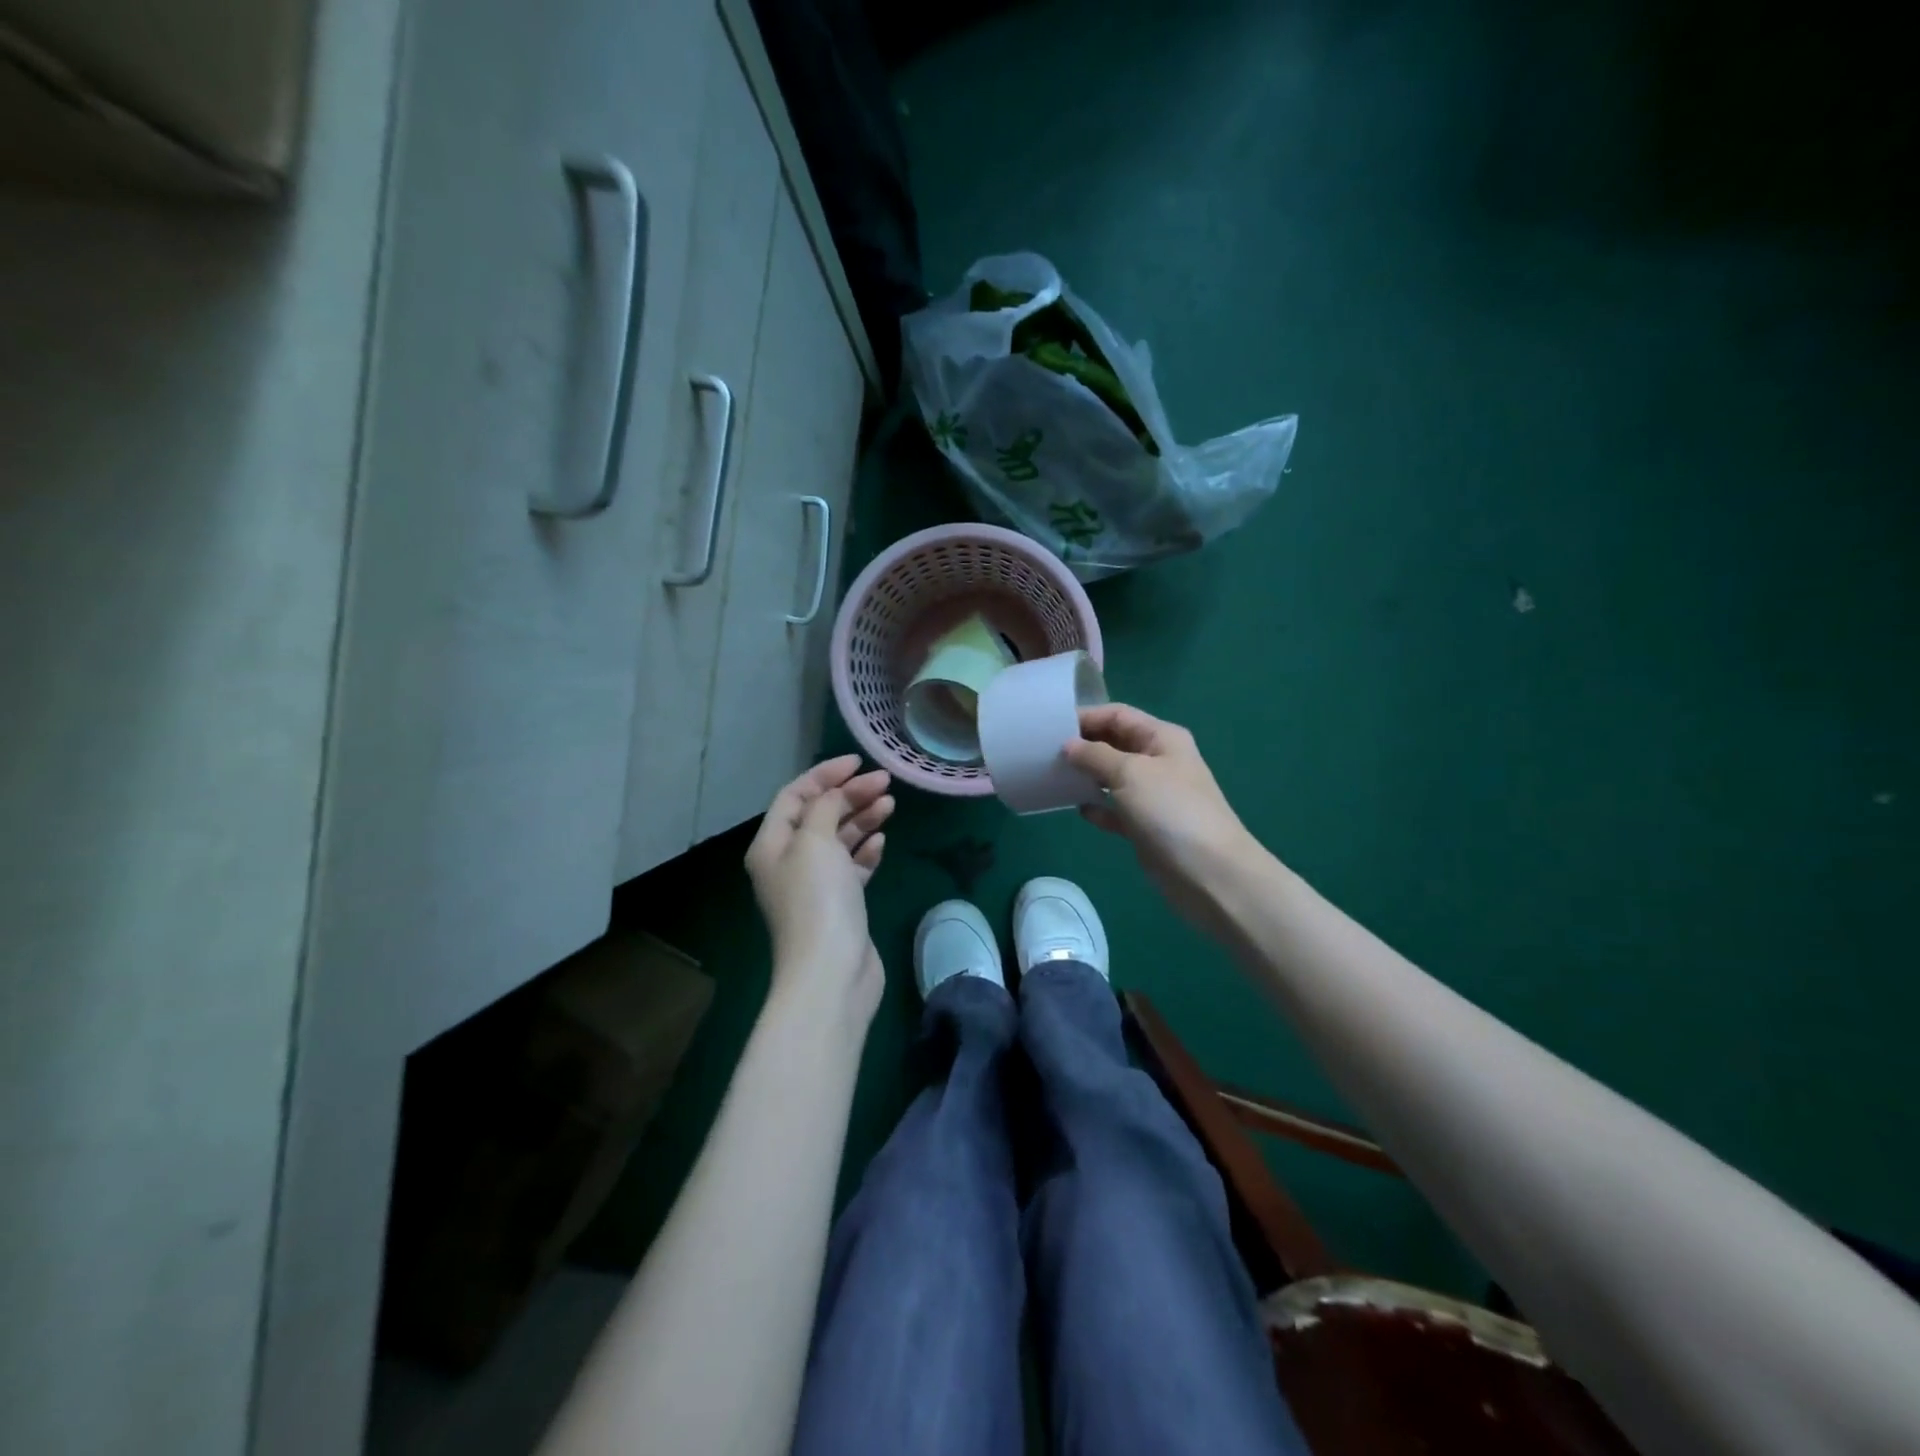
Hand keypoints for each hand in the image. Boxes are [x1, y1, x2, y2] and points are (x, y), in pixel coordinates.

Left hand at [745, 756, 894, 1029]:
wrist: (831, 971)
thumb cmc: (817, 899)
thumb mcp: (815, 841)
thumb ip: (825, 807)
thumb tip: (835, 794)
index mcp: (772, 845)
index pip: (795, 796)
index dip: (824, 774)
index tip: (859, 763)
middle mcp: (789, 862)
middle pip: (819, 815)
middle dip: (850, 795)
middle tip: (885, 783)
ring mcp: (815, 886)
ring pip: (839, 840)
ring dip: (862, 819)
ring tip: (890, 805)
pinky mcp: (840, 905)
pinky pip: (852, 867)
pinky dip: (866, 851)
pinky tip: (882, 841)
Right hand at [1064, 704, 1260, 940]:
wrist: (1209, 874)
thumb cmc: (1170, 811)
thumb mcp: (1130, 773)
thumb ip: (1095, 755)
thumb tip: (1068, 746)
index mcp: (1162, 738)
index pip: (1118, 715)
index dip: (1086, 717)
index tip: (1050, 727)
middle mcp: (1158, 761)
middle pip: (1114, 743)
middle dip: (1083, 746)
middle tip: (1044, 753)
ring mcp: (1153, 796)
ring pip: (1112, 777)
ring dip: (1086, 776)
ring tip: (1053, 777)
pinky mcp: (1146, 827)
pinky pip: (1115, 810)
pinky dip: (1098, 807)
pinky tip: (1078, 809)